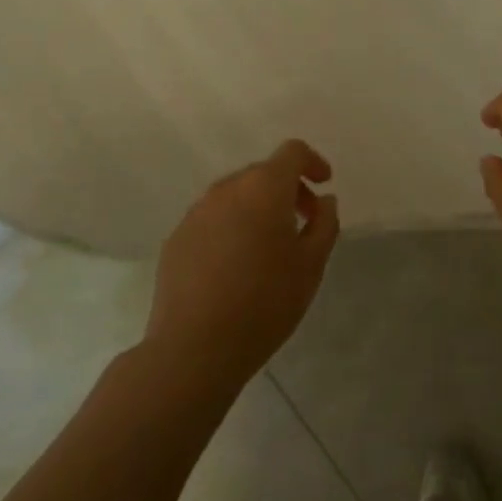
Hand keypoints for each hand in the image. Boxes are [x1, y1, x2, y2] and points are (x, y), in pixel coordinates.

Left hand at [145, 140, 339, 388]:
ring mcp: (196, 213)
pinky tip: (236, 266)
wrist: (195, 347)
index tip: (324, 185)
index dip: (312, 162)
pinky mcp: (176, 238)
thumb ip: (325, 224)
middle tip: (303, 222)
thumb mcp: (312, 265)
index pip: (292, 153)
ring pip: (235, 196)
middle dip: (287, 189)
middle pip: (263, 173)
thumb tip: (323, 201)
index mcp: (264, 188)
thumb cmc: (265, 302)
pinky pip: (212, 219)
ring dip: (257, 208)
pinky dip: (231, 227)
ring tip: (269, 247)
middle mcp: (227, 189)